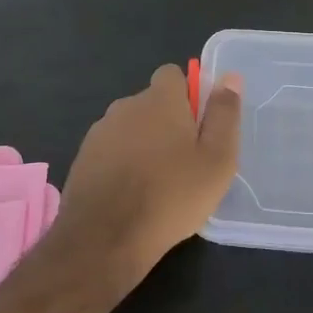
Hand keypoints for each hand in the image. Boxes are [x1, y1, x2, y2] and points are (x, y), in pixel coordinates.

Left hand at [56, 64, 243, 277]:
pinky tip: (131, 196)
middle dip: (167, 123)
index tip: (199, 126)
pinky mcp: (83, 159)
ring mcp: (99, 132)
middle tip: (185, 162)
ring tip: (158, 184)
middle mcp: (125, 106)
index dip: (188, 95)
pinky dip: (122, 164)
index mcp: (159, 99)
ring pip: (131, 128)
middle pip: (151, 103)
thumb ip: (224, 114)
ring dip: (144, 144)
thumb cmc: (172, 195)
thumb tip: (230, 77)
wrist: (105, 238)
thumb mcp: (216, 158)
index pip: (172, 74)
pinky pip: (111, 151)